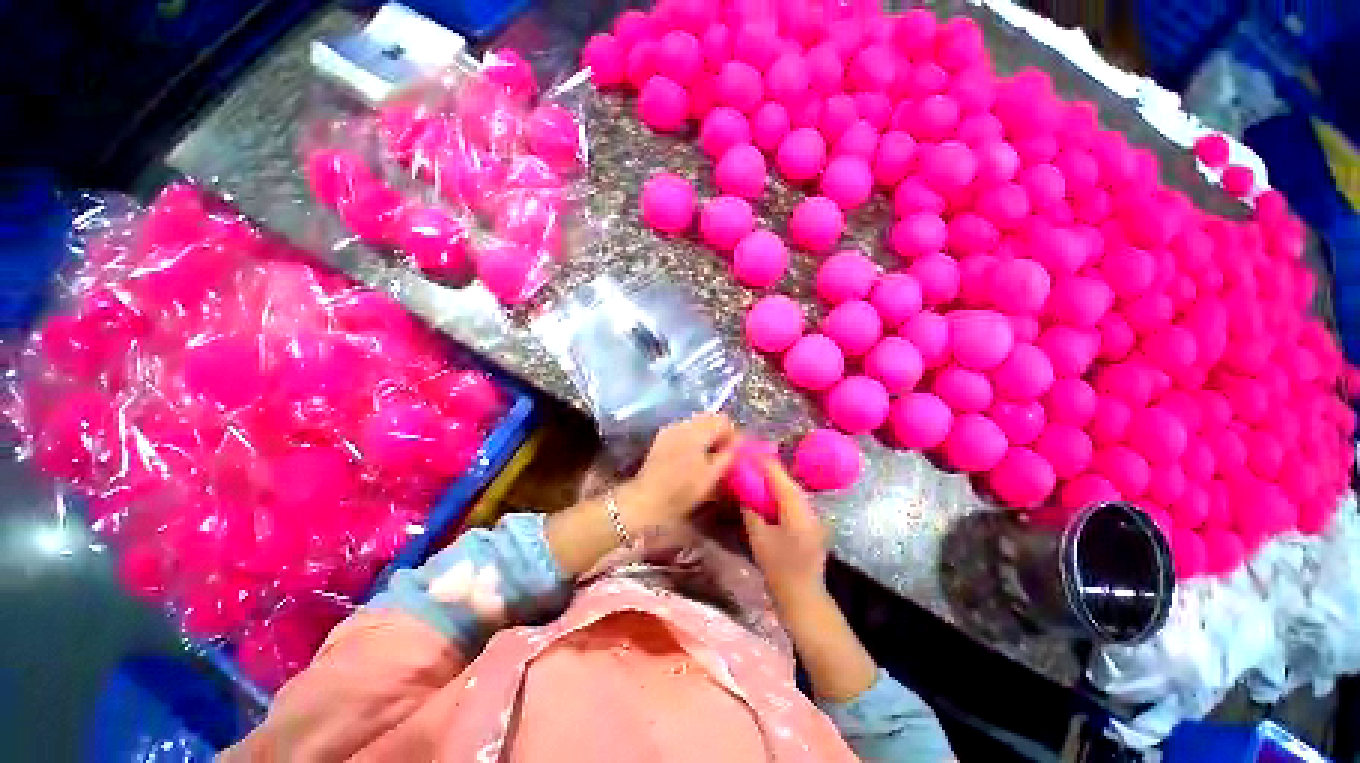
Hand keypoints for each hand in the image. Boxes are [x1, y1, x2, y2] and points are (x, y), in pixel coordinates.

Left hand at [618, 414, 739, 531]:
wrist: (647, 499)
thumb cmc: (682, 490)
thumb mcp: (712, 476)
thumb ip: (728, 455)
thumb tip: (739, 442)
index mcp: (698, 431)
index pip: (723, 420)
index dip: (732, 434)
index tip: (734, 453)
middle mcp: (683, 423)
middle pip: (709, 418)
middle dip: (719, 433)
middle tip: (722, 454)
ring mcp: (670, 428)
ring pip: (696, 423)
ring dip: (705, 435)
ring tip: (707, 456)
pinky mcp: (662, 436)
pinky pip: (684, 429)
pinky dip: (692, 437)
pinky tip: (690, 456)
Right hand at [741, 456, 830, 604]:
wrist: (804, 597)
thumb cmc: (779, 568)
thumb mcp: (758, 537)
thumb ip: (751, 510)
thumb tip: (743, 492)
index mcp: (796, 508)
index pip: (778, 476)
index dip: (762, 462)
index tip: (746, 452)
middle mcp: (809, 507)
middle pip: (787, 480)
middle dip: (769, 469)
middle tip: (749, 462)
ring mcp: (813, 516)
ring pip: (792, 490)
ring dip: (775, 481)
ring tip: (757, 474)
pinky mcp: (811, 525)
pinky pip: (795, 501)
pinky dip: (781, 494)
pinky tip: (769, 495)